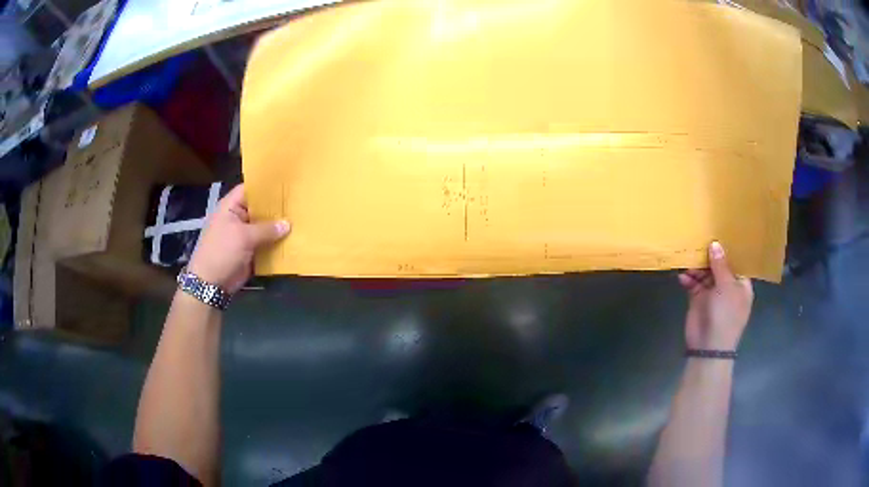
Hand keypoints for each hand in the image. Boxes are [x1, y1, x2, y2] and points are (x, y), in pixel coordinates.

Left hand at [188, 184, 289, 293]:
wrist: (211, 284)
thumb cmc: (222, 252)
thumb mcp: (243, 237)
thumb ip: (266, 229)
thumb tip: (287, 224)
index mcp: (231, 207)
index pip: (250, 189)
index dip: (267, 186)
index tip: (287, 185)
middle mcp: (238, 218)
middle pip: (260, 208)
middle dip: (276, 208)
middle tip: (299, 203)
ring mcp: (244, 235)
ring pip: (264, 227)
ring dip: (278, 228)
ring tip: (301, 221)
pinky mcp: (249, 251)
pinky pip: (265, 244)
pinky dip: (276, 244)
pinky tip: (293, 241)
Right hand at [678, 242, 753, 350]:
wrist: (708, 346)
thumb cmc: (725, 315)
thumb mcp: (726, 287)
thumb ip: (720, 265)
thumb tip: (715, 243)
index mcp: (741, 284)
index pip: (736, 261)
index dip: (729, 248)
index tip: (720, 231)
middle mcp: (728, 286)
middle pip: (718, 265)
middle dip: (709, 256)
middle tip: (698, 241)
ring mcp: (713, 293)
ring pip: (704, 273)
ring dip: (696, 267)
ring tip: (687, 259)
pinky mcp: (698, 299)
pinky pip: (693, 284)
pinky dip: (688, 279)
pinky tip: (682, 275)